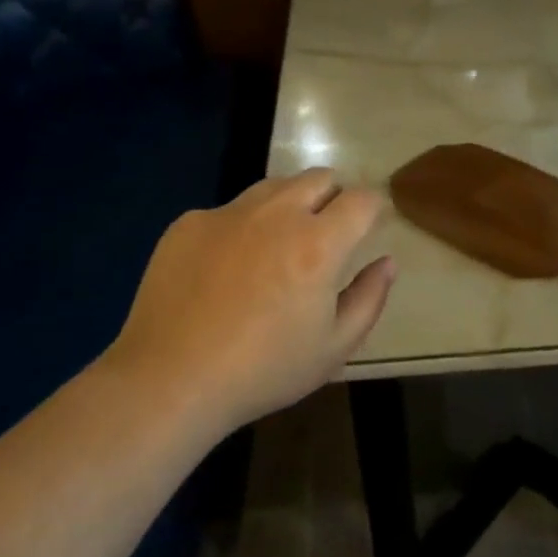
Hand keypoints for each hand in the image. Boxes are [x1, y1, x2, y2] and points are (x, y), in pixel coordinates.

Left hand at [109, 169, 393, 432]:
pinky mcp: (190, 222)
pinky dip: (241, 228)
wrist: (170, 379)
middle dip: (334, 197)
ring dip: (289, 205)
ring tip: (278, 247)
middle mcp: (276, 214)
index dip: (373, 209)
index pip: (362, 200)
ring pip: (274, 187)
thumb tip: (386, 262)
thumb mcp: (333, 349)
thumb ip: (369, 298)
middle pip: (319, 177)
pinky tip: (226, 269)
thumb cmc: (263, 371)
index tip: (370, 227)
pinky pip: (229, 211)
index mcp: (318, 244)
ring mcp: (228, 213)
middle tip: (327, 234)